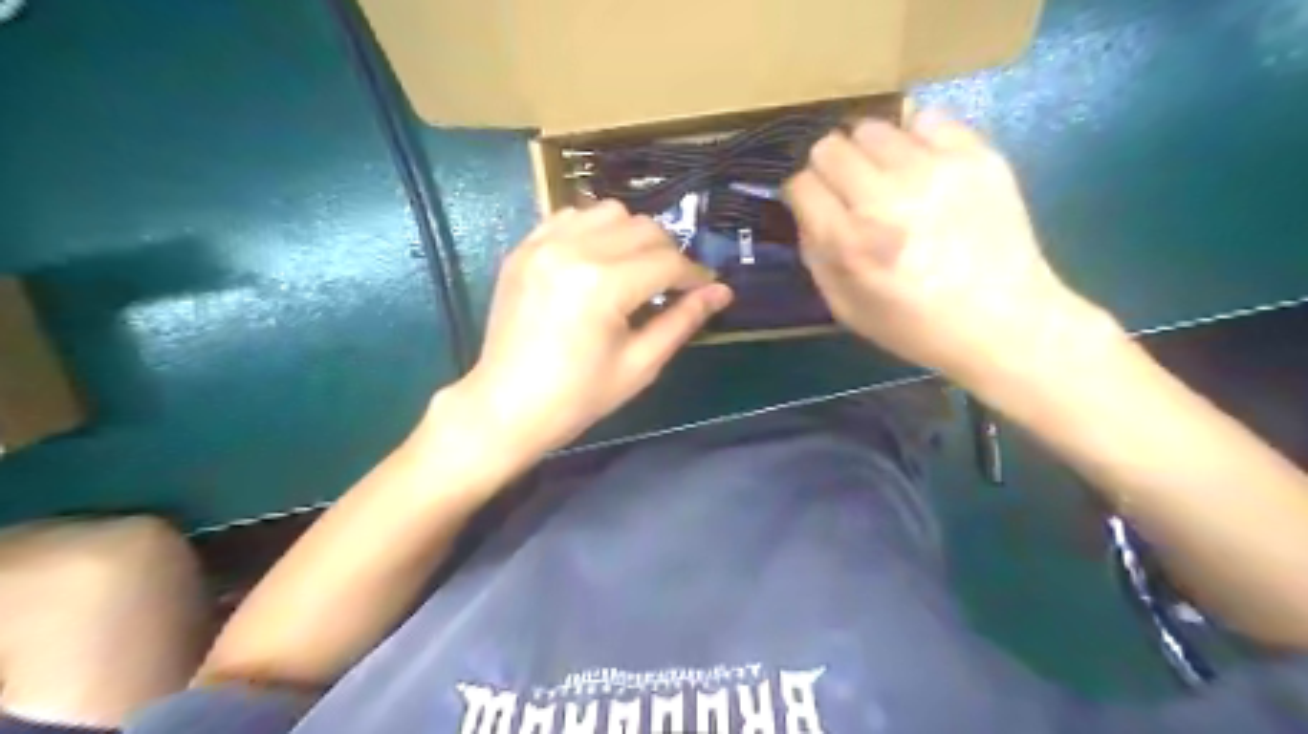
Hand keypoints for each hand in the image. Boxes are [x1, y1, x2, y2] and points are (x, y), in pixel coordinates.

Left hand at [453, 198, 733, 456]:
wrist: (505, 407)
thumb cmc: (577, 397)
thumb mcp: (639, 364)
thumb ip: (682, 321)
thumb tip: (721, 292)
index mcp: (603, 285)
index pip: (668, 262)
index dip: (695, 275)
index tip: (707, 289)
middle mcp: (573, 250)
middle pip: (643, 228)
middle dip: (668, 253)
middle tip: (672, 286)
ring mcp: (542, 244)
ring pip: (609, 212)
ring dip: (633, 235)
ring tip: (635, 270)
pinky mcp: (523, 249)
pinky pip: (570, 217)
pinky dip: (594, 230)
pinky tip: (598, 261)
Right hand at [781, 105, 1117, 389]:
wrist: (1003, 322)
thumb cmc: (915, 325)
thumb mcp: (845, 307)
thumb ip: (816, 254)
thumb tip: (808, 209)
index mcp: (851, 242)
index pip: (801, 184)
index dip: (804, 195)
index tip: (816, 206)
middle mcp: (885, 198)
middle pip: (829, 147)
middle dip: (830, 169)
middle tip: (850, 192)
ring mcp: (933, 170)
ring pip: (872, 128)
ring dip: (870, 153)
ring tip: (889, 179)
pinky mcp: (975, 155)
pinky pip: (925, 119)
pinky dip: (916, 139)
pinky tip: (925, 167)